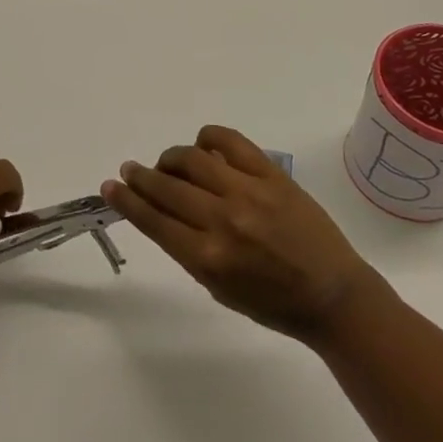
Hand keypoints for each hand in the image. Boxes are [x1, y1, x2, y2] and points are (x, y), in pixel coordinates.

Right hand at [101, 126, 378, 343]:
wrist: (332, 294)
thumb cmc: (272, 303)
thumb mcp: (219, 288)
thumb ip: (187, 249)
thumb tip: (160, 211)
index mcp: (208, 258)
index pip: (153, 220)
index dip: (126, 200)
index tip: (110, 186)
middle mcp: (223, 221)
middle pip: (166, 187)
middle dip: (140, 177)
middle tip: (130, 171)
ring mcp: (248, 193)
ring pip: (191, 159)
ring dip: (169, 159)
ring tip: (167, 164)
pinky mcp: (271, 174)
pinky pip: (229, 141)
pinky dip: (208, 138)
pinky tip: (203, 147)